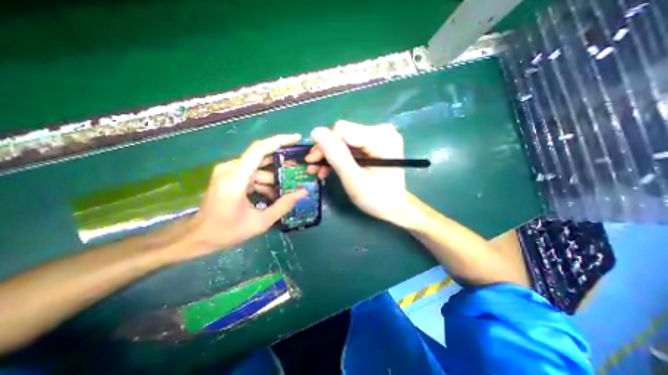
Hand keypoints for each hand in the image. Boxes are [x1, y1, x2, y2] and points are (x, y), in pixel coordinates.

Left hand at [183, 134, 305, 255]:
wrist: (198, 236)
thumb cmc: (227, 232)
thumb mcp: (260, 222)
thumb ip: (283, 206)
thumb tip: (304, 192)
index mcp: (235, 179)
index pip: (259, 149)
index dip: (279, 141)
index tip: (297, 139)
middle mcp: (230, 169)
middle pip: (261, 157)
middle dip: (281, 163)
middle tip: (298, 171)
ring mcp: (228, 171)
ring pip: (258, 167)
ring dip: (273, 177)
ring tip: (286, 190)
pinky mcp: (229, 175)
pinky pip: (252, 173)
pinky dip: (264, 181)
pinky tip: (272, 194)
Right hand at [307, 120, 409, 224]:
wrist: (395, 207)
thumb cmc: (377, 198)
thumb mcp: (354, 179)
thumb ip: (336, 155)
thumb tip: (316, 131)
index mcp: (381, 138)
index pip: (342, 130)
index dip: (324, 144)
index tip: (312, 161)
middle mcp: (382, 131)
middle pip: (343, 134)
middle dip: (326, 151)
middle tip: (313, 167)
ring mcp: (380, 136)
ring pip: (345, 139)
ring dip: (331, 155)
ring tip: (319, 171)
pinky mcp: (376, 142)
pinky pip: (352, 145)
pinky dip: (340, 156)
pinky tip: (330, 168)